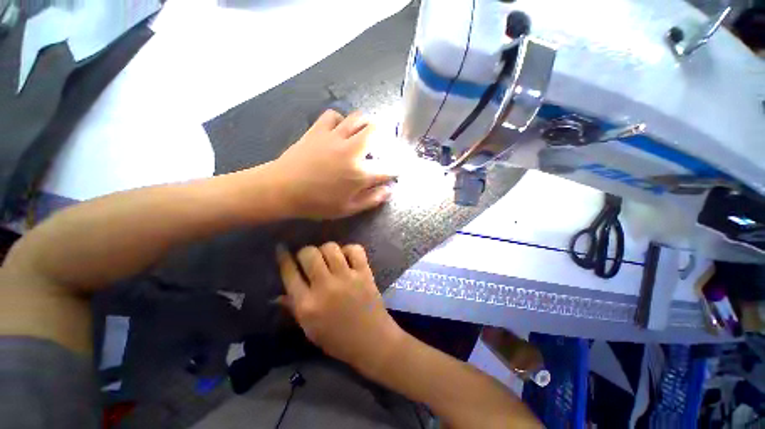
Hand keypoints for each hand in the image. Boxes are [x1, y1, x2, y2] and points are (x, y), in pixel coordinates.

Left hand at [272, 110, 394, 219]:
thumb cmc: (317, 203)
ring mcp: (334, 137)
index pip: (387, 167)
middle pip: (376, 131)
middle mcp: (352, 151)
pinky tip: (339, 130)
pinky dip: (340, 121)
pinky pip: (333, 116)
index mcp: (360, 174)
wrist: (282, 189)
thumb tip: (389, 190)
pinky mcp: (318, 130)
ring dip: (365, 124)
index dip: (396, 168)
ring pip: (357, 118)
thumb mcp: (348, 209)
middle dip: (384, 135)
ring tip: (363, 133)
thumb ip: (371, 199)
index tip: (396, 169)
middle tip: (380, 144)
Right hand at [276, 242, 403, 373]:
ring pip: (330, 248)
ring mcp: (347, 277)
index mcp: (307, 304)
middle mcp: (325, 287)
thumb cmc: (338, 340)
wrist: (372, 340)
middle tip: (309, 258)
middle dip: (305, 252)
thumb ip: (294, 308)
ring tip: (329, 258)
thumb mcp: (309, 329)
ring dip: (326, 250)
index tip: (282, 249)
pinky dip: (349, 250)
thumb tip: (278, 294)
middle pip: (309, 254)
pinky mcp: (364, 273)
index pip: (289, 273)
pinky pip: (355, 250)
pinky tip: (347, 258)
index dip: (283, 258)